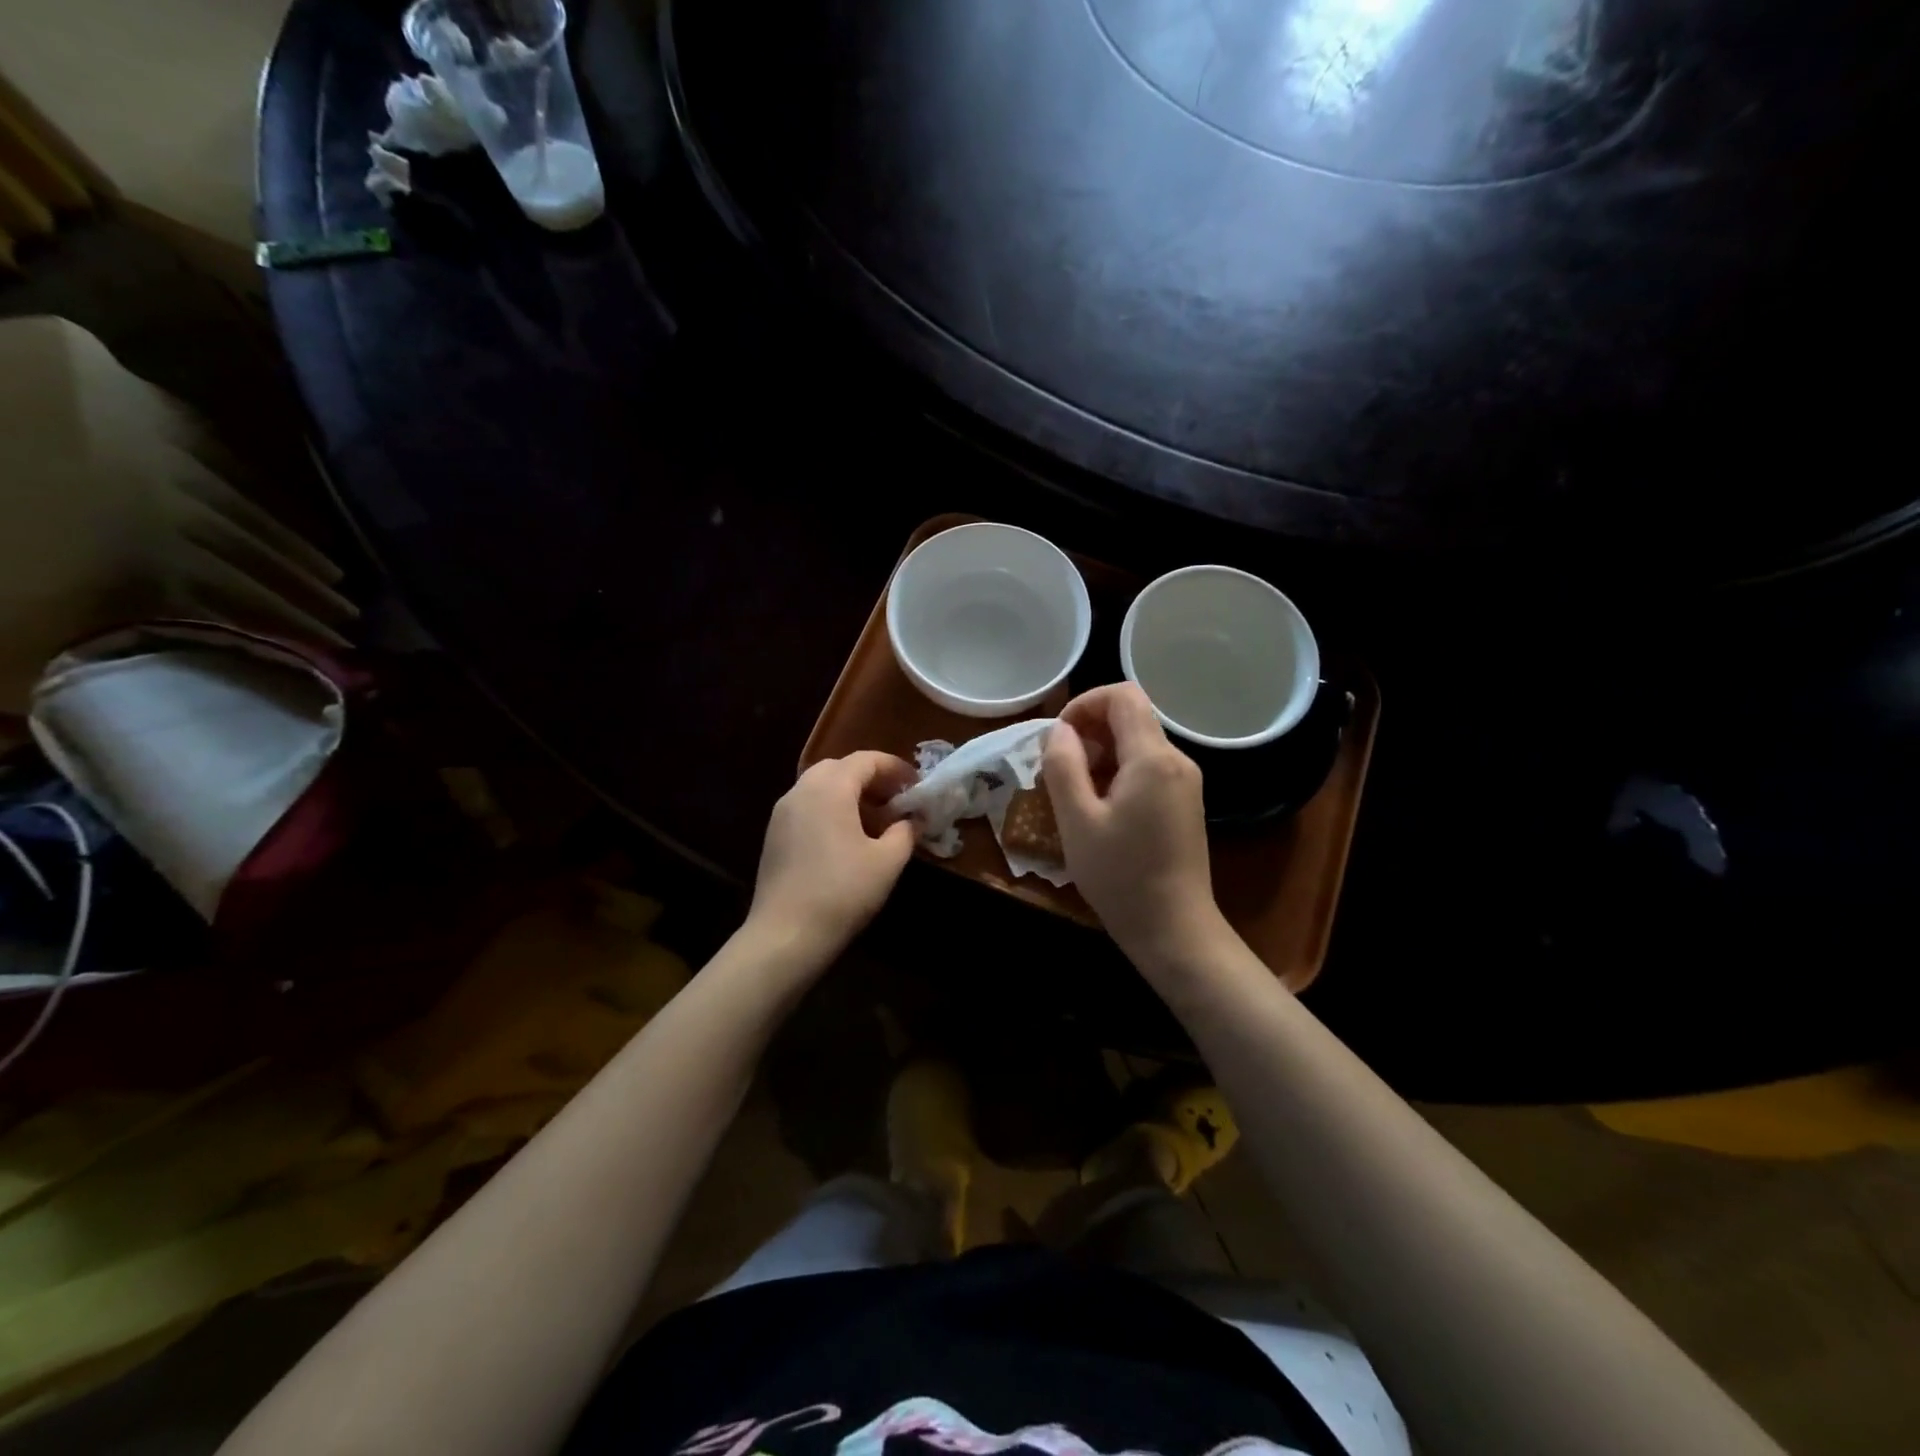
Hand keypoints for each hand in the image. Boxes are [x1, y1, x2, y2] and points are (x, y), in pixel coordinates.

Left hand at [746, 751, 919, 968]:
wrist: (785, 934)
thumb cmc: (842, 892)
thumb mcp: (887, 862)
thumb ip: (905, 832)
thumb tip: (914, 820)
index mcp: (830, 788)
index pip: (866, 760)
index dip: (895, 768)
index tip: (917, 786)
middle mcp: (801, 790)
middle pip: (840, 767)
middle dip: (872, 778)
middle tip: (896, 800)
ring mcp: (783, 812)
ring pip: (821, 786)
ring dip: (850, 794)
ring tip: (876, 821)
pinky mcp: (774, 834)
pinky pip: (808, 806)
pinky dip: (831, 809)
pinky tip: (848, 838)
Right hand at [1044, 684, 1227, 967]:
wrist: (1174, 928)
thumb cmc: (1120, 876)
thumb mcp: (1077, 821)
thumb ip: (1063, 766)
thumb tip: (1060, 730)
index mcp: (1153, 758)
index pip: (1124, 695)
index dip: (1085, 703)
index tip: (1059, 736)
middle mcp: (1177, 761)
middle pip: (1131, 718)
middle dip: (1089, 732)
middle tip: (1060, 771)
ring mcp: (1185, 782)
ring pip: (1138, 744)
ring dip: (1101, 756)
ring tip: (1075, 796)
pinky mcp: (1185, 802)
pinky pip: (1148, 768)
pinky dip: (1119, 774)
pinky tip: (1100, 810)